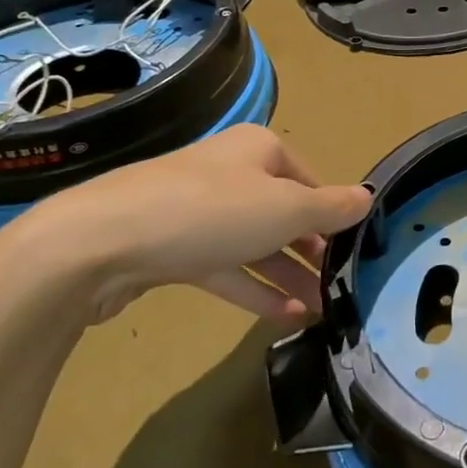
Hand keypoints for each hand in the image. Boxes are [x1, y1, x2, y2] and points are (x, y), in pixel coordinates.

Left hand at [0, 126, 371, 325]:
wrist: (98, 243)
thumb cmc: (209, 212)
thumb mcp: (286, 209)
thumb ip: (330, 208)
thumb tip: (367, 197)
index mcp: (258, 150)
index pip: (309, 180)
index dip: (332, 214)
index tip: (354, 248)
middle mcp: (229, 174)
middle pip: (282, 212)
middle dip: (311, 249)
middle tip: (339, 282)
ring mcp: (197, 213)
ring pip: (254, 244)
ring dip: (287, 275)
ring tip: (322, 308)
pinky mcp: (172, 250)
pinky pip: (224, 268)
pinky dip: (253, 289)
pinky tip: (285, 317)